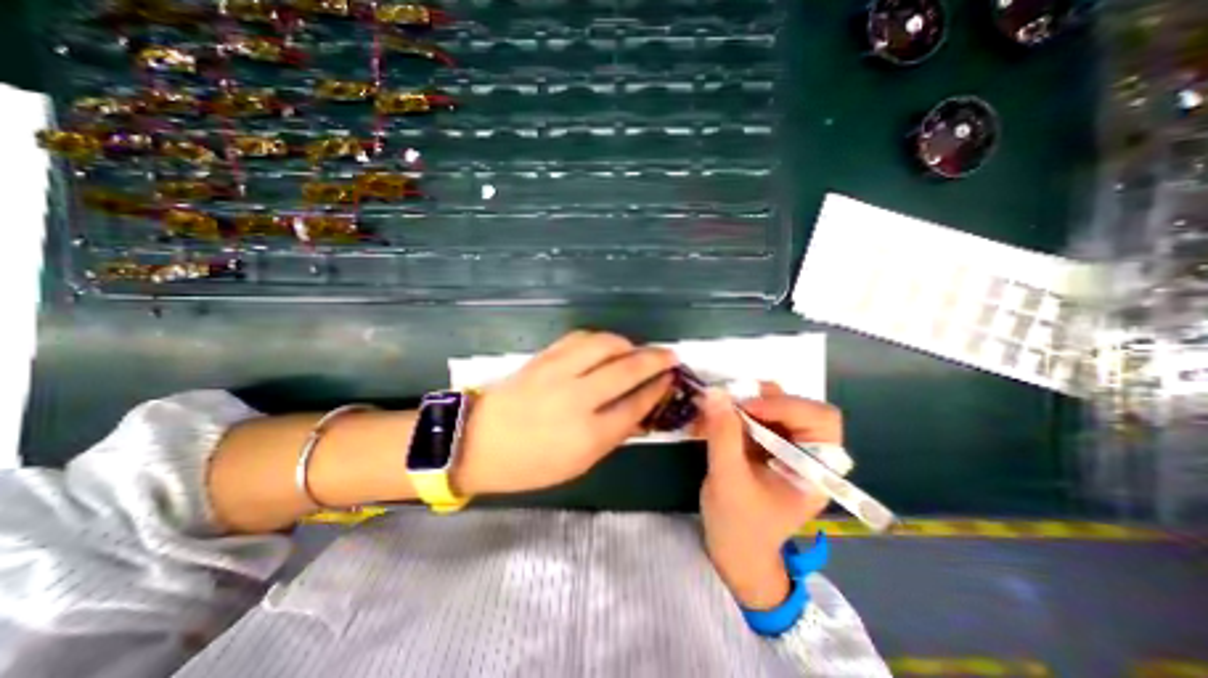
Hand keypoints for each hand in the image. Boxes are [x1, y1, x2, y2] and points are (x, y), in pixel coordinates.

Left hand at [455, 330, 677, 494]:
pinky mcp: (544, 358)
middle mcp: (577, 399)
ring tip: (636, 350)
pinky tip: (607, 345)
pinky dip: (600, 339)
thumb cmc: (530, 463)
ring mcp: (559, 373)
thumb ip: (613, 434)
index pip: (636, 405)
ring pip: (605, 345)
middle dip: (655, 360)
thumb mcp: (579, 462)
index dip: (657, 390)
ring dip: (628, 344)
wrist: (478, 441)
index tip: (670, 380)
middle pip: (627, 369)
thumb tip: (640, 411)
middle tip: (670, 356)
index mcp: (588, 435)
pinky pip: (580, 338)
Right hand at [699, 383, 841, 612]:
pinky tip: (715, 419)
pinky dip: (735, 412)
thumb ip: (723, 434)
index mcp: (817, 470)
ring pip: (776, 407)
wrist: (734, 551)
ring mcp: (788, 449)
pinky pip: (757, 417)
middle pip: (800, 408)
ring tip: (720, 409)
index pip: (820, 420)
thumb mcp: (728, 479)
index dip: (787, 406)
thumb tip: (715, 393)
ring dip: (746, 403)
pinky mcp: (768, 447)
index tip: (746, 408)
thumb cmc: (738, 524)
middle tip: (732, 403)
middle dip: (764, 401)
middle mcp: (809, 455)